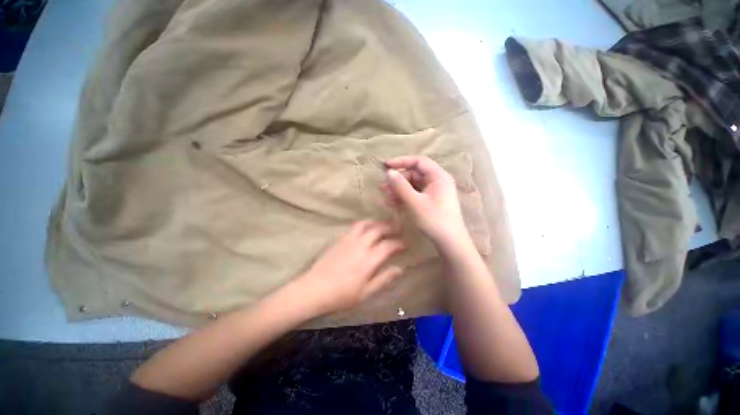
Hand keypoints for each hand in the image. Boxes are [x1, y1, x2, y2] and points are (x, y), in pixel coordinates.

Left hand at [294, 221, 404, 315]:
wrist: (315, 289)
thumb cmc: (342, 295)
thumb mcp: (366, 293)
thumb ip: (384, 279)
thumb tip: (399, 268)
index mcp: (369, 260)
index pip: (389, 245)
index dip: (399, 243)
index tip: (405, 245)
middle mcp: (360, 245)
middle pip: (378, 229)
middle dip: (390, 227)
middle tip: (397, 230)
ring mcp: (349, 240)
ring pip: (366, 224)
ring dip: (376, 223)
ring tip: (382, 225)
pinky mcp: (340, 239)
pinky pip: (354, 227)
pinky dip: (364, 225)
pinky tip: (365, 230)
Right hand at [382, 156, 470, 248]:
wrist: (449, 242)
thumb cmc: (434, 220)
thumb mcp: (415, 202)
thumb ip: (401, 186)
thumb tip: (389, 172)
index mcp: (438, 176)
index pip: (418, 161)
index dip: (401, 161)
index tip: (386, 166)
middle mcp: (438, 181)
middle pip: (414, 174)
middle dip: (398, 180)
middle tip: (383, 188)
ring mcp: (435, 191)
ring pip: (413, 185)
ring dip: (399, 189)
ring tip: (387, 197)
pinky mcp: (431, 200)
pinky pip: (416, 193)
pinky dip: (405, 196)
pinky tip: (394, 202)